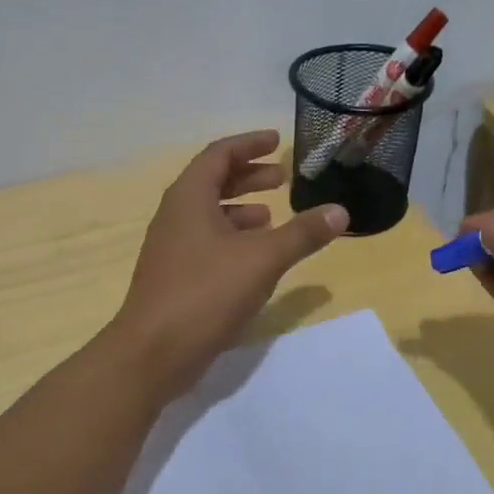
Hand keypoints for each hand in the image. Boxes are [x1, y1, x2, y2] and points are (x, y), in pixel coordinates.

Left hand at [109, 131, 348, 396]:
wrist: (153, 352)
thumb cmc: (206, 292)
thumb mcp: (262, 259)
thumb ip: (302, 234)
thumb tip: (340, 211)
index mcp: (189, 197)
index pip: (219, 154)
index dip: (249, 144)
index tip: (276, 141)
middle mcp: (175, 215)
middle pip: (212, 181)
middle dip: (248, 175)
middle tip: (281, 178)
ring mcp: (171, 247)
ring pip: (209, 214)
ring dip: (241, 208)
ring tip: (272, 216)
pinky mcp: (174, 275)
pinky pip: (206, 241)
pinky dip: (232, 238)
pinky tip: (253, 257)